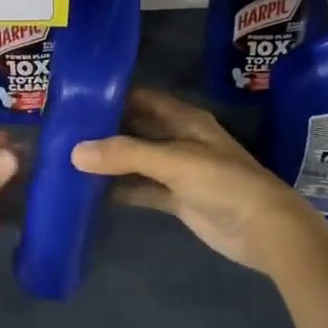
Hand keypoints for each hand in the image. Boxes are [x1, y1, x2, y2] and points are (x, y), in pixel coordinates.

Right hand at [70, 89, 327, 273]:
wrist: (264, 230)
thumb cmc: (224, 182)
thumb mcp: (175, 161)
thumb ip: (126, 155)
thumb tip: (75, 152)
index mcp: (185, 119)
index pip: (142, 99)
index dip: (113, 97)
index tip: (77, 100)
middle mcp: (179, 139)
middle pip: (137, 129)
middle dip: (105, 130)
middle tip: (63, 132)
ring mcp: (178, 171)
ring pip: (137, 161)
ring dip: (110, 162)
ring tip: (68, 161)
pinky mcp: (177, 199)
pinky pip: (142, 189)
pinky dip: (121, 190)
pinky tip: (91, 193)